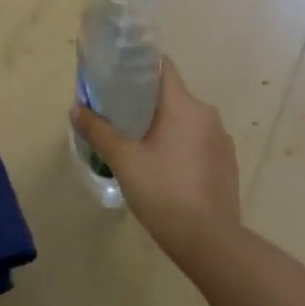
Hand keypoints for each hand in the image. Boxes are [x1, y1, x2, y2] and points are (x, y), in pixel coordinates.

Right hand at [72, 59, 240, 244]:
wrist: (208, 239)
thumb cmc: (163, 192)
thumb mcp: (124, 161)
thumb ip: (99, 131)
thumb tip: (77, 109)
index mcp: (184, 106)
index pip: (162, 67)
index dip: (139, 66)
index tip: (117, 75)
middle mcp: (207, 114)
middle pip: (172, 96)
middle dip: (145, 103)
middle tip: (118, 118)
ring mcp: (221, 139)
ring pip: (185, 120)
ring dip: (163, 127)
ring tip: (138, 146)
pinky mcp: (227, 162)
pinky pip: (198, 141)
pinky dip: (180, 146)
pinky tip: (165, 169)